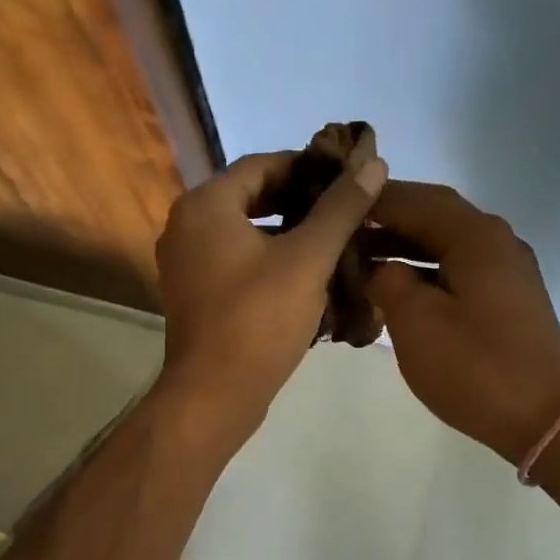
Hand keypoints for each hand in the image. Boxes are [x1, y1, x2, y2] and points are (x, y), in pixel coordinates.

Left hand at [155, 147, 388, 439]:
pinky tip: (308, 275)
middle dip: (300, 201)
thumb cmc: (259, 319)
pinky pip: (236, 260)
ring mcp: (186, 262)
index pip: (262, 164)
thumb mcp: (308, 259)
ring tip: (335, 240)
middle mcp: (186, 225)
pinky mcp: (194, 293)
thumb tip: (373, 164)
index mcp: (205, 205)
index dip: (307, 165)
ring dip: (287, 232)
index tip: (347, 177)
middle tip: (346, 209)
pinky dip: (269, 259)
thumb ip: (340, 208)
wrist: (214, 395)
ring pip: (245, 232)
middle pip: (252, 197)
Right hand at [365, 182, 559, 463]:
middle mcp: (496, 240)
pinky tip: (397, 286)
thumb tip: (380, 268)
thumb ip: (388, 280)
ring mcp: (506, 269)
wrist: (545, 419)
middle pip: (433, 214)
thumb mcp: (416, 321)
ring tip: (360, 256)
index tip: (333, 203)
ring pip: (446, 241)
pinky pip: (458, 266)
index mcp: (475, 236)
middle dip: (387, 218)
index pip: (414, 199)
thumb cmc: (475, 367)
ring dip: (404, 244)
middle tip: (343, 228)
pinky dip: (425, 268)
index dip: (372, 200)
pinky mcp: (507, 296)